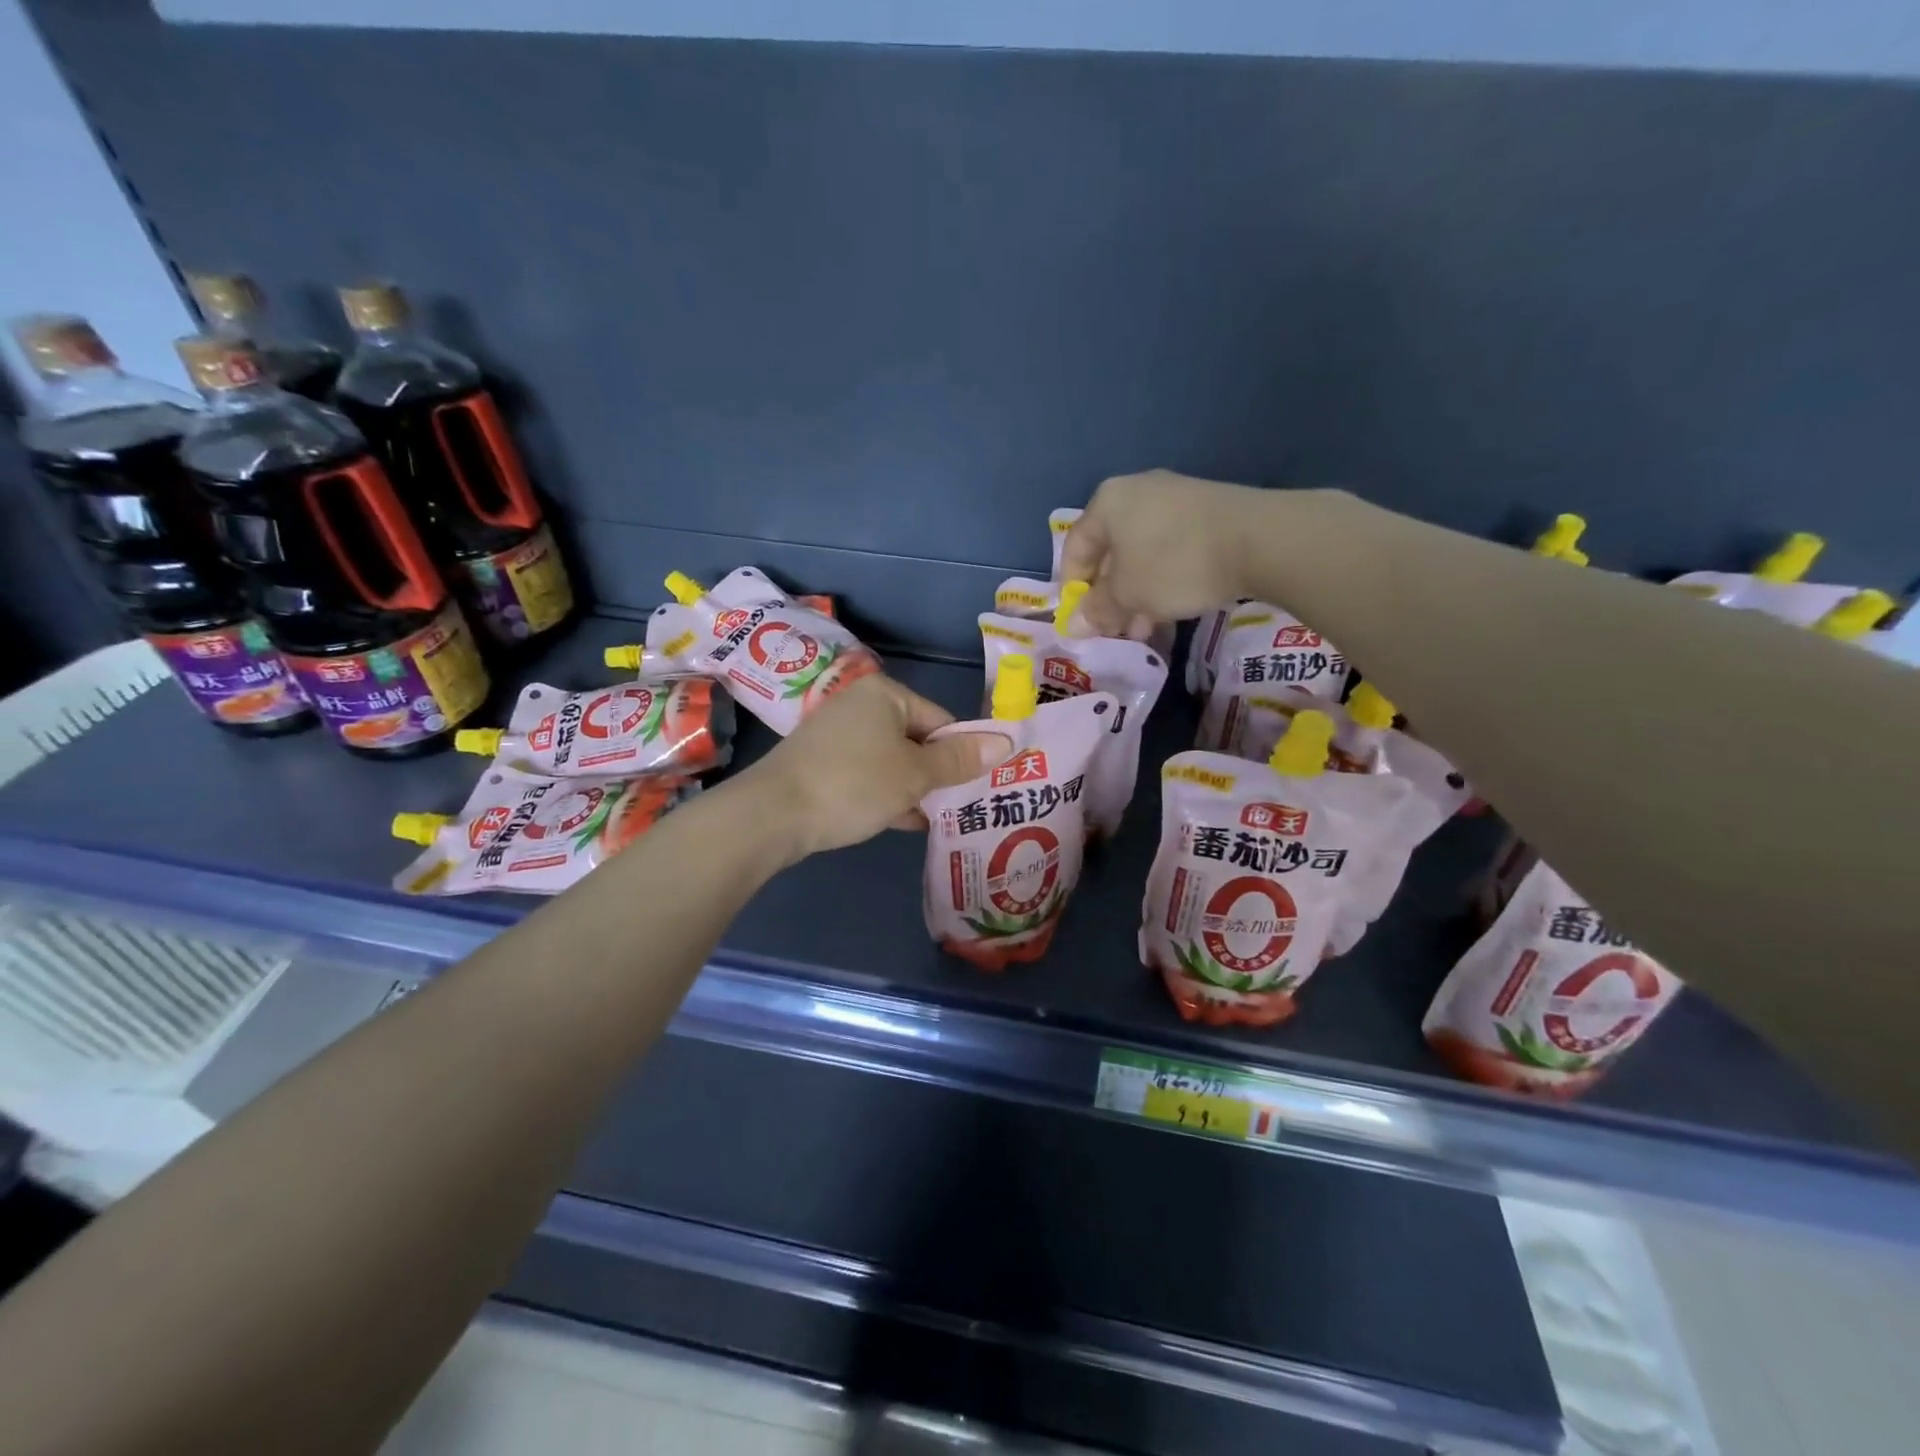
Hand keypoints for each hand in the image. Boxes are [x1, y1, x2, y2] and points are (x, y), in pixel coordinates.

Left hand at [747, 675, 1010, 859]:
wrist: (772, 815)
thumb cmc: (854, 783)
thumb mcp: (915, 774)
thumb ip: (959, 760)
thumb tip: (1006, 742)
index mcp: (885, 694)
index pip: (941, 720)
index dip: (961, 753)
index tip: (975, 787)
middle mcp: (859, 705)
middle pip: (916, 739)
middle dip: (936, 774)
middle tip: (958, 806)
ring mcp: (837, 735)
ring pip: (891, 760)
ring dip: (913, 788)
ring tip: (936, 818)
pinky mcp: (821, 764)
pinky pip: (867, 775)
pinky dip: (885, 794)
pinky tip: (902, 821)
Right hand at [1059, 470, 1313, 635]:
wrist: (1260, 540)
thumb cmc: (1174, 565)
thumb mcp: (1128, 594)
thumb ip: (1097, 610)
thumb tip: (1073, 625)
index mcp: (1107, 502)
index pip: (1074, 549)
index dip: (1073, 589)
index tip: (1083, 621)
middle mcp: (1136, 492)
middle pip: (1109, 552)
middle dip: (1109, 596)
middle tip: (1116, 630)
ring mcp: (1174, 499)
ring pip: (1141, 554)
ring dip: (1136, 594)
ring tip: (1144, 629)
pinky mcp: (1206, 512)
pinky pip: (1170, 549)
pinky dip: (1162, 579)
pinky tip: (1171, 608)